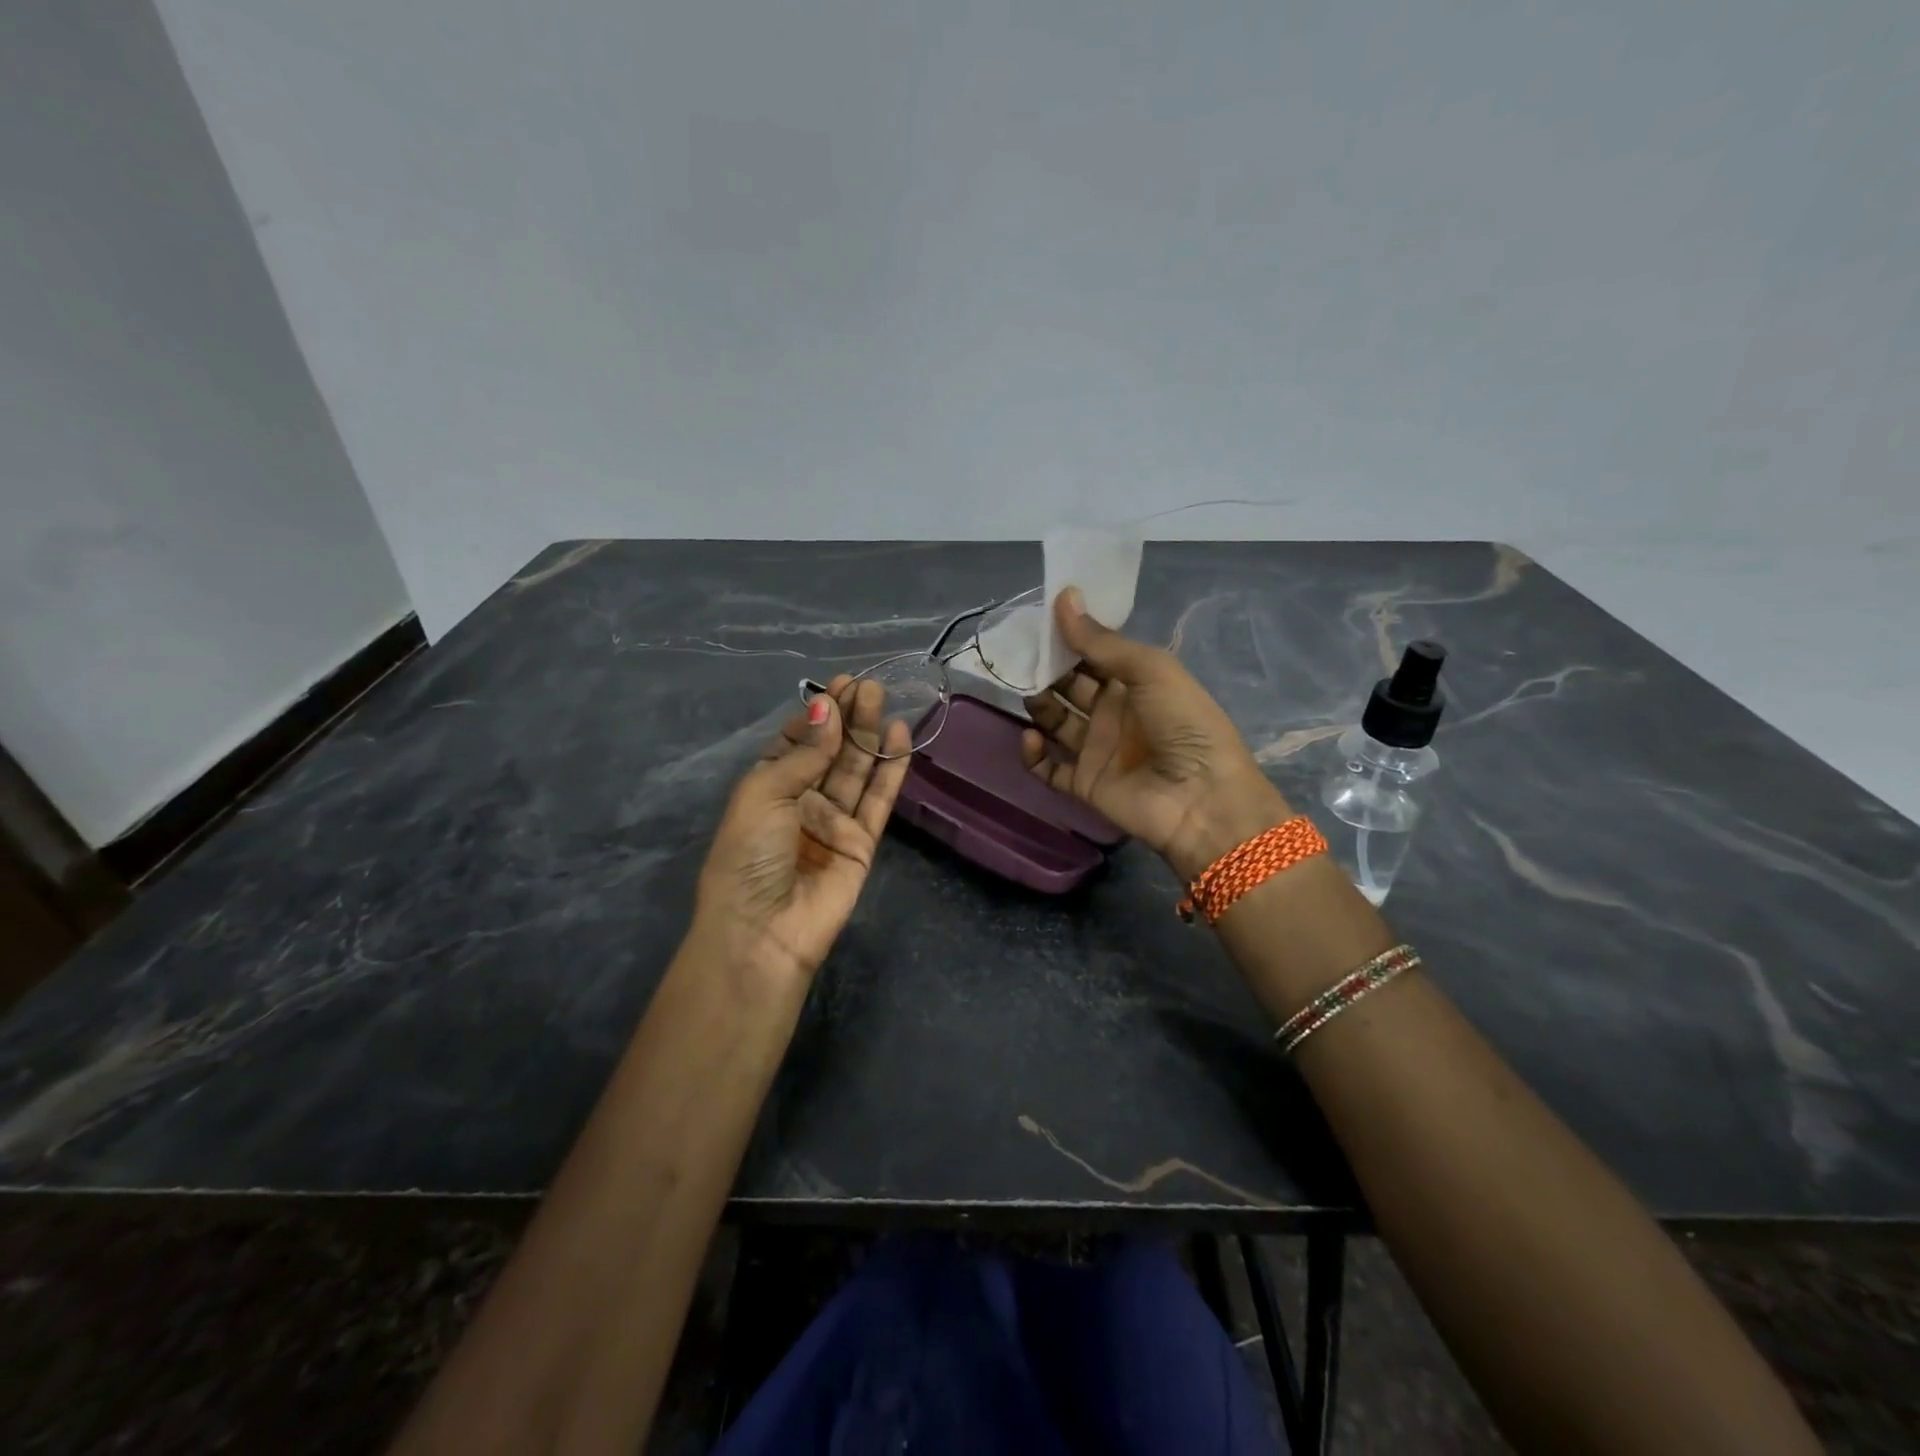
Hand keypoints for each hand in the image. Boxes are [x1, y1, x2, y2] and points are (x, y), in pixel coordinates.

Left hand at [694, 676, 910, 983]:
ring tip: (884, 698)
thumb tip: (826, 707)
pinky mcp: (862, 842)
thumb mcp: (764, 794)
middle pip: (830, 751)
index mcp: (767, 787)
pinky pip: (879, 799)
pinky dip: (891, 769)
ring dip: (869, 735)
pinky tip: (900, 736)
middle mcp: (801, 800)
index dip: (817, 714)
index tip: (839, 685)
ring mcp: (833, 821)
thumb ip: (804, 752)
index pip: (796, 741)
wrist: (764, 931)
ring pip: (857, 770)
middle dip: (848, 717)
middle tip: (869, 685)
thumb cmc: (749, 856)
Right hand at [1021, 589, 1293, 881]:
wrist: (1202, 800)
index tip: (1037, 621)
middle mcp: (1113, 712)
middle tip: (1019, 655)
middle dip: (1046, 669)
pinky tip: (1030, 737)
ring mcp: (1097, 749)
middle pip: (1069, 686)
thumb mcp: (1150, 670)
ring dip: (1038, 705)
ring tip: (1023, 691)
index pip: (1093, 654)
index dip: (1068, 639)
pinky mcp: (1084, 783)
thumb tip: (1064, 597)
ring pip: (1055, 722)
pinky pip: (1048, 767)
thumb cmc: (1184, 724)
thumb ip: (1101, 641)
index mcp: (1135, 682)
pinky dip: (1033, 754)